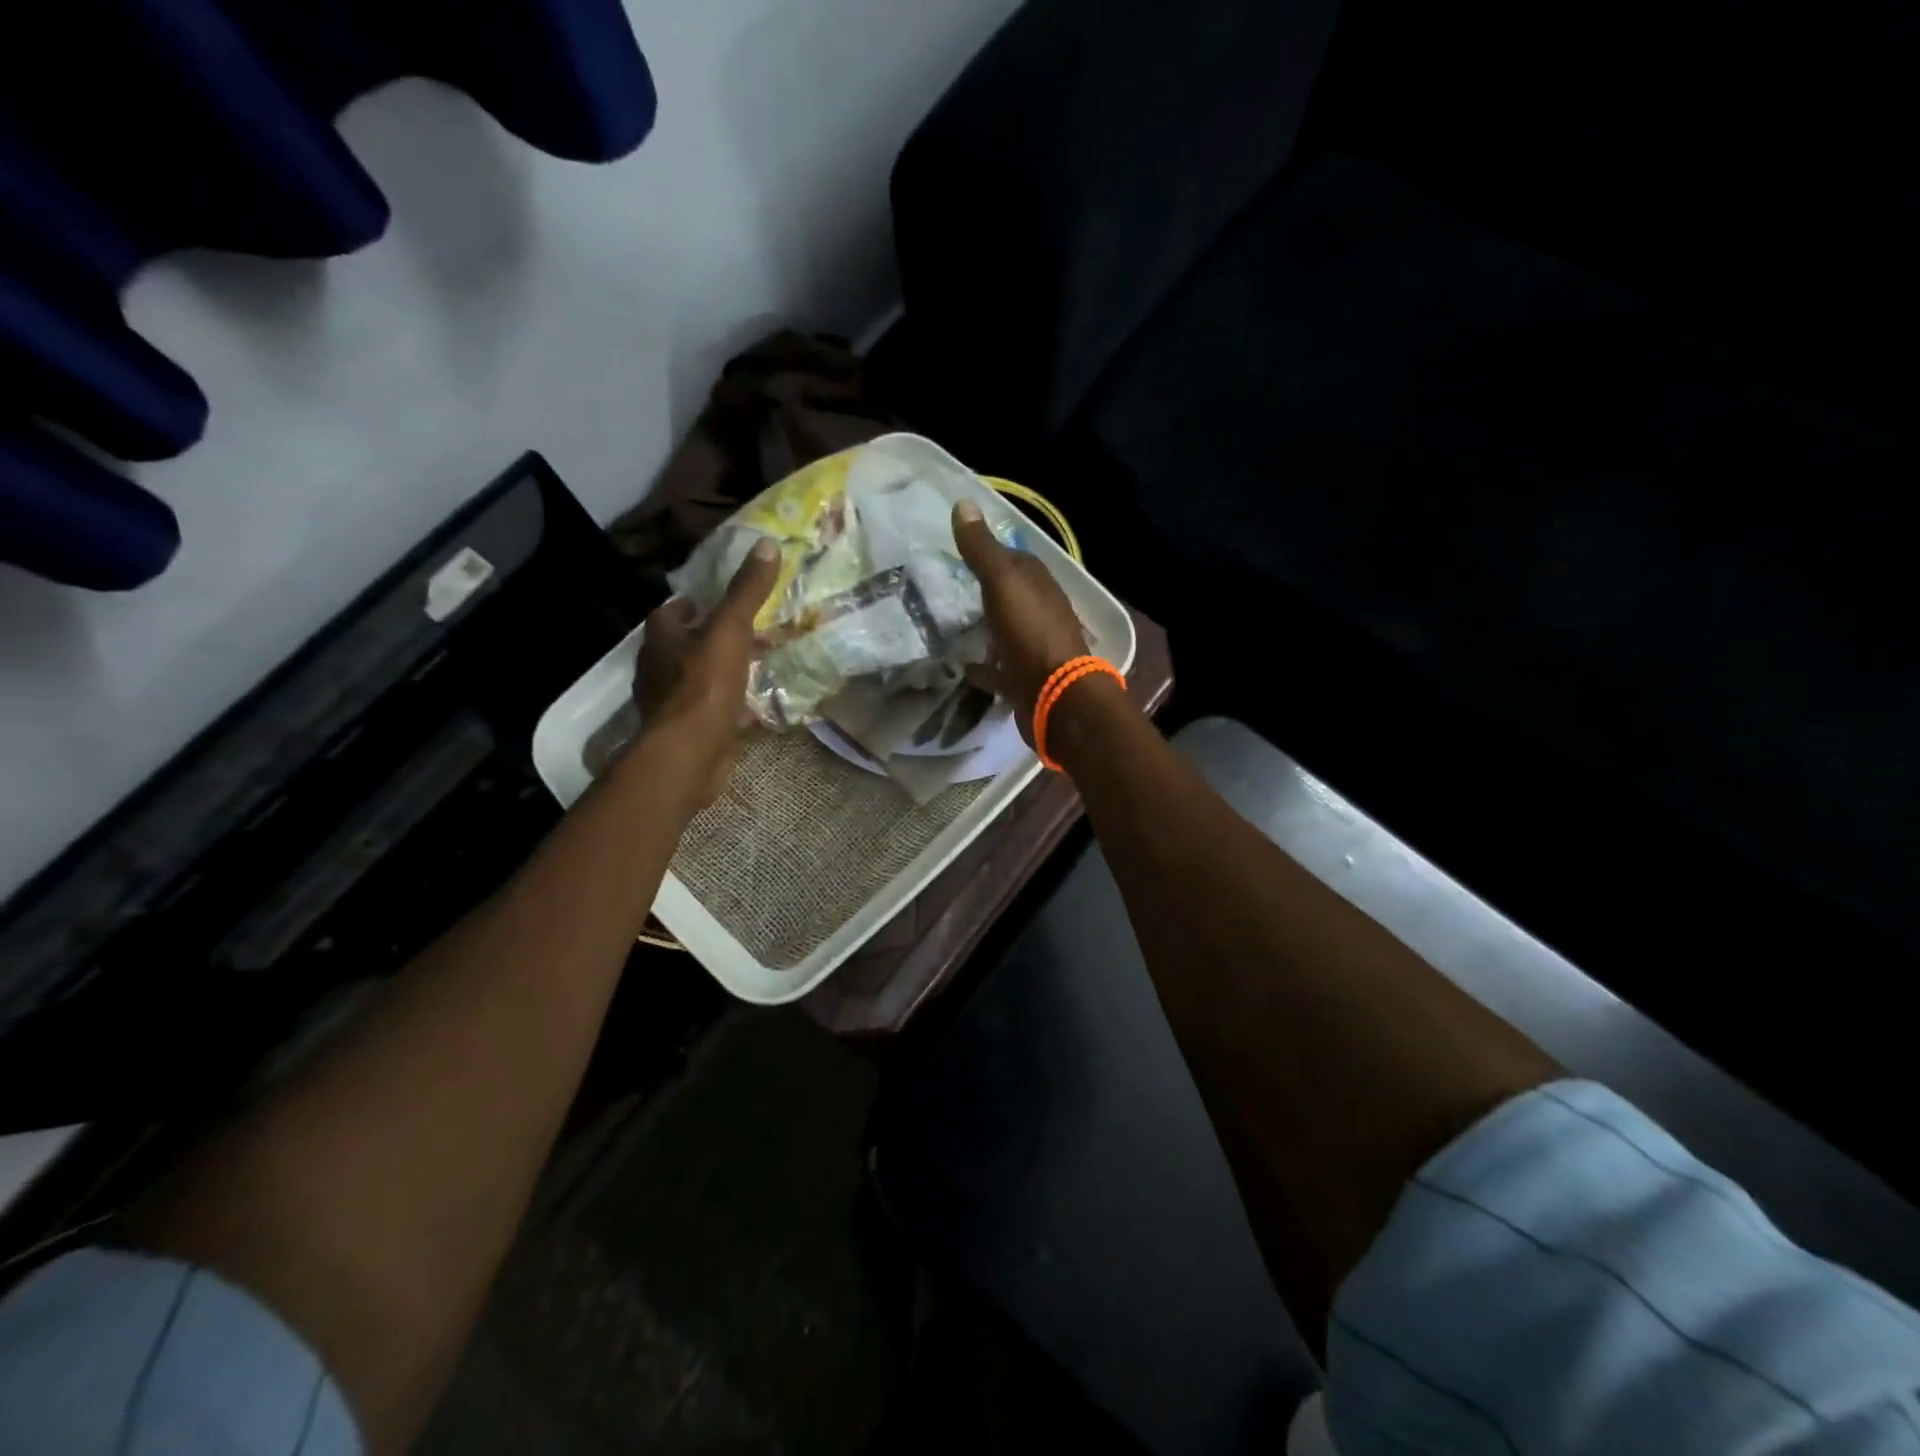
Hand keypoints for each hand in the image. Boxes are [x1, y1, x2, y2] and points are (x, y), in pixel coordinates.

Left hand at [636, 538, 779, 803]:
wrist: (689, 752)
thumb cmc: (704, 685)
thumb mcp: (731, 630)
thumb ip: (747, 591)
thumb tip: (766, 544)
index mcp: (661, 637)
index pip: (671, 610)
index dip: (692, 604)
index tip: (717, 601)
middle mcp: (658, 666)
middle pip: (683, 644)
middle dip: (708, 638)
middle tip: (743, 632)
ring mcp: (668, 702)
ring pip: (695, 678)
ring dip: (718, 672)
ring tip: (752, 667)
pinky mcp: (684, 731)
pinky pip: (707, 709)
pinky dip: (726, 705)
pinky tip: (750, 707)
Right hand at [951, 498, 1090, 741]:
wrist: (1056, 698)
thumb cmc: (1030, 634)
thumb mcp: (1003, 584)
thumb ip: (982, 549)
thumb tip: (964, 502)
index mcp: (1039, 585)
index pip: (1015, 560)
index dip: (990, 552)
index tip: (959, 551)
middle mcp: (1040, 613)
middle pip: (1011, 597)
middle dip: (984, 592)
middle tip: (947, 590)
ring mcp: (1034, 648)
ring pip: (1005, 632)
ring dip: (984, 628)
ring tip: (949, 626)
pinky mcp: (1024, 680)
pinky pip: (999, 670)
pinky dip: (983, 667)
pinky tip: (961, 667)